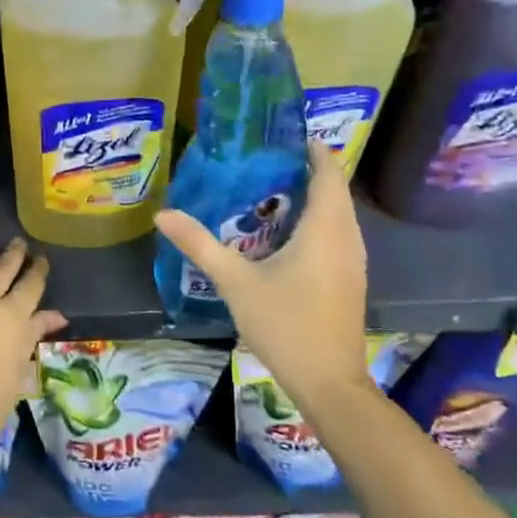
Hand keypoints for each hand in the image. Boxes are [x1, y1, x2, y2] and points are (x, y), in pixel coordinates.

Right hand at [155, 141, 368, 410]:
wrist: (329, 383)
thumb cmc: (286, 325)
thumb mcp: (235, 282)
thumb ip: (200, 244)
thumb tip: (163, 214)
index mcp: (325, 229)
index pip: (328, 172)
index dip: (311, 149)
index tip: (282, 134)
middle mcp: (346, 237)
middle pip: (334, 190)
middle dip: (306, 169)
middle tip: (264, 158)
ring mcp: (353, 260)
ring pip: (338, 213)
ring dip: (313, 196)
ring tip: (270, 187)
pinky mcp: (350, 278)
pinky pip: (337, 233)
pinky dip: (317, 220)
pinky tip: (284, 231)